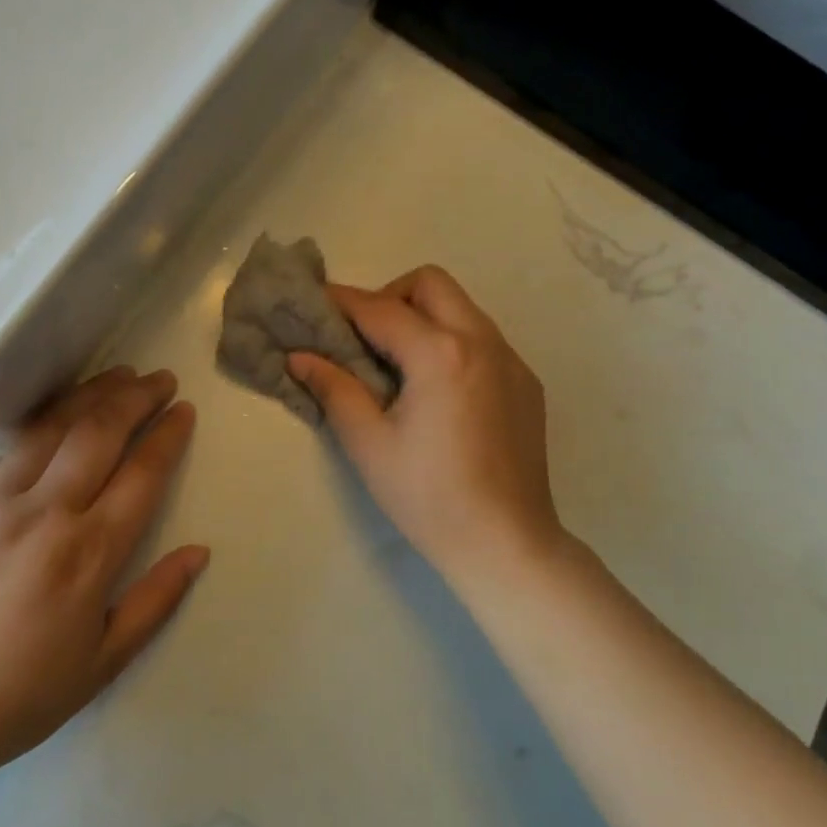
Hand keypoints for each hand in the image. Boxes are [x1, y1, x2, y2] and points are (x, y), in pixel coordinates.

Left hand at [0, 367, 206, 780]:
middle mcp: (47, 513)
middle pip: (100, 433)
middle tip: (162, 379)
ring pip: (54, 427)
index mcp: (88, 553)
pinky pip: (13, 447)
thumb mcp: (104, 660)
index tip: (185, 410)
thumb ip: (156, 600)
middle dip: (137, 397)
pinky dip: (46, 419)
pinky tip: (62, 411)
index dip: (168, 435)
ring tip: (121, 375)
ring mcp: (0, 503)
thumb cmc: (22, 693)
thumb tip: (199, 552)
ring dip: (92, 394)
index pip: (142, 474)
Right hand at [289, 266, 566, 588]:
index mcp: (440, 353)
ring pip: (461, 307)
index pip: (380, 308)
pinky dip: (452, 342)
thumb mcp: (369, 444)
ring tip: (399, 363)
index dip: (341, 301)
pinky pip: (483, 338)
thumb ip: (334, 388)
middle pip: (430, 284)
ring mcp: (511, 359)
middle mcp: (482, 341)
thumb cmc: (429, 497)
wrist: (507, 543)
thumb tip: (299, 356)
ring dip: (424, 317)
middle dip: (390, 296)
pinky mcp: (526, 382)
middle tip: (366, 338)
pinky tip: (439, 390)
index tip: (314, 301)